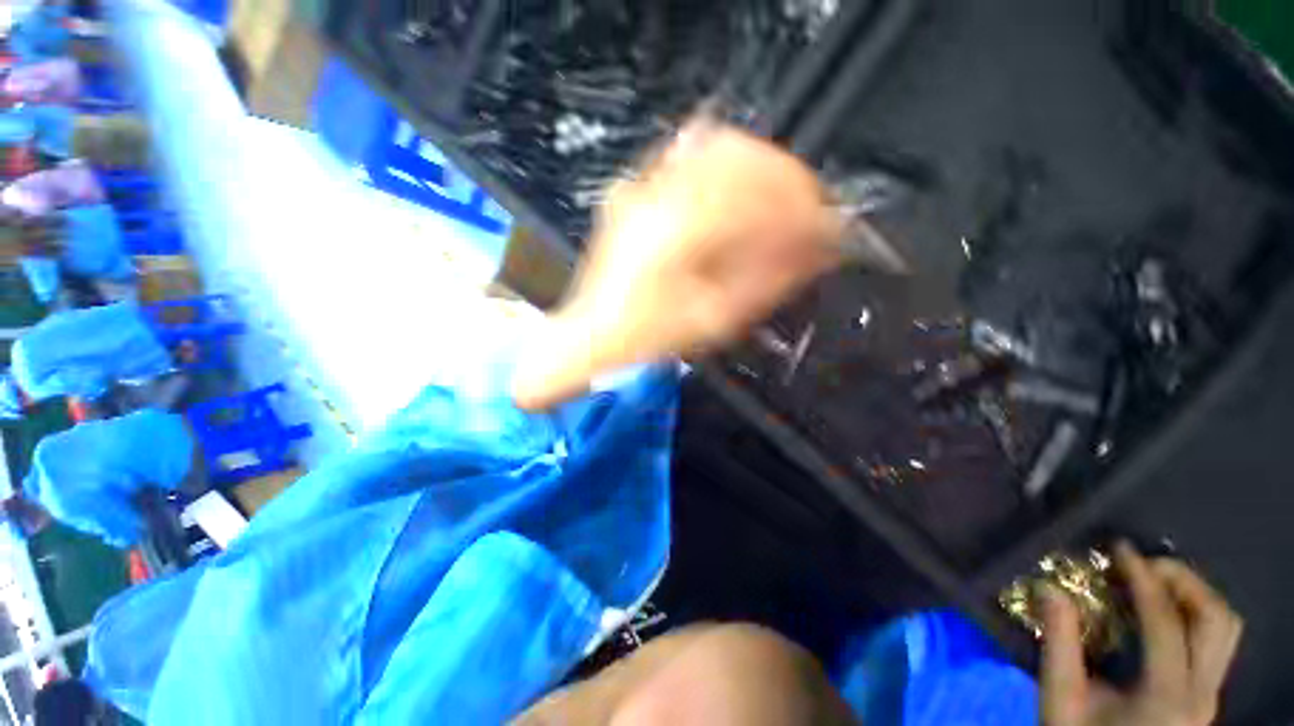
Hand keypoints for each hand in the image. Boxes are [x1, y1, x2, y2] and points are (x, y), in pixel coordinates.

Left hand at [511, 122, 845, 409]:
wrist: (594, 330)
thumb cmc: (646, 334)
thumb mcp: (712, 320)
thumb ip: (767, 281)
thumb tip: (815, 254)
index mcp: (680, 228)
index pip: (760, 194)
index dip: (805, 209)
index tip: (828, 229)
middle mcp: (660, 193)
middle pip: (744, 157)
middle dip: (789, 183)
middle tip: (810, 215)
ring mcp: (645, 185)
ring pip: (719, 146)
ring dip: (762, 170)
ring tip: (781, 204)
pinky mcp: (639, 189)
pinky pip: (691, 155)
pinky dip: (728, 165)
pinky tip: (740, 191)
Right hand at [1042, 543, 1243, 725]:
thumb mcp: (1060, 699)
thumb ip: (1059, 645)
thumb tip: (1049, 588)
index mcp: (1167, 697)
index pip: (1166, 623)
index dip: (1144, 579)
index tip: (1120, 549)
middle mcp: (1201, 693)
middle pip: (1217, 620)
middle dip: (1184, 581)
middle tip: (1145, 564)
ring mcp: (1209, 696)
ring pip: (1226, 629)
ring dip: (1195, 595)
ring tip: (1156, 582)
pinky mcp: (1205, 696)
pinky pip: (1216, 642)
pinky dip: (1195, 615)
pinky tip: (1164, 613)